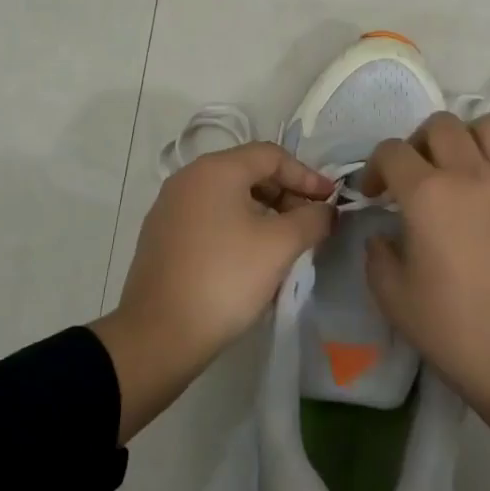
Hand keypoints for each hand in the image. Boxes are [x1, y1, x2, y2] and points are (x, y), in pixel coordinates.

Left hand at [92, 142, 334, 443]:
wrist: (159, 335)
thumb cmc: (225, 278)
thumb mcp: (280, 245)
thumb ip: (312, 219)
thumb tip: (325, 211)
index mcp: (215, 169)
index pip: (271, 155)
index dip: (307, 175)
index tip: (331, 200)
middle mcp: (188, 178)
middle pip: (248, 172)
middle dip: (286, 194)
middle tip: (310, 223)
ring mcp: (170, 207)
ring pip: (228, 196)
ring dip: (264, 212)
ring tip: (286, 242)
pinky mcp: (162, 236)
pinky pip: (210, 217)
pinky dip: (237, 226)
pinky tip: (251, 257)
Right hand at [361, 112, 489, 483]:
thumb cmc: (455, 331)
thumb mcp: (393, 297)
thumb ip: (378, 254)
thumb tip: (385, 234)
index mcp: (427, 194)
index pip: (391, 151)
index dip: (375, 168)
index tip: (375, 195)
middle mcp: (471, 174)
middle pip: (440, 125)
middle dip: (418, 144)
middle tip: (417, 176)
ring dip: (469, 139)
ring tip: (463, 168)